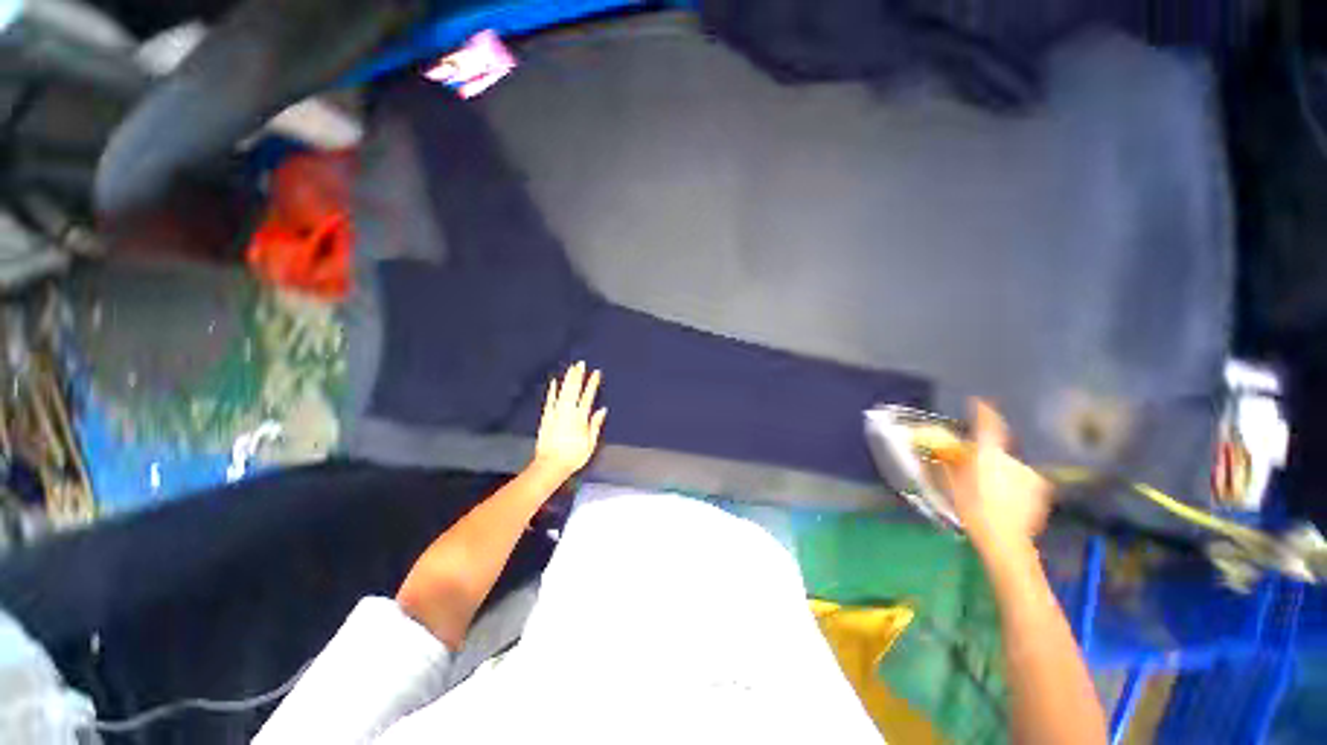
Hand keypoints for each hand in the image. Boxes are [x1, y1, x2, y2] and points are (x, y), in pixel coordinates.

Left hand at [531, 362, 606, 480]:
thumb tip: (602, 410)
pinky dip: (552, 391)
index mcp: (580, 418)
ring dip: (567, 379)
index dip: (592, 383)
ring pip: (562, 392)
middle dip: (578, 376)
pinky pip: (550, 401)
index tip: (596, 373)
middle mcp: (568, 412)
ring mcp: (555, 413)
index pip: (588, 396)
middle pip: (574, 390)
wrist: (550, 465)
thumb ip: (595, 425)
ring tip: (571, 368)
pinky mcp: (546, 417)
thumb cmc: (573, 457)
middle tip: (581, 363)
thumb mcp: (590, 443)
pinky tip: (554, 382)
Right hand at [942, 399, 1050, 553]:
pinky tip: (1005, 500)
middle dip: (986, 456)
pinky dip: (1012, 485)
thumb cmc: (972, 508)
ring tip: (990, 491)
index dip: (983, 412)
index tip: (980, 402)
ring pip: (1009, 467)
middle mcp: (1012, 458)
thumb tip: (940, 448)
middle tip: (975, 470)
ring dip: (999, 472)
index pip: (988, 426)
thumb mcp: (950, 483)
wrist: (1005, 540)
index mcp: (988, 454)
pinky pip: (1021, 480)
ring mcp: (1030, 474)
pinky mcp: (1041, 489)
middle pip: (996, 450)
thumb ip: (947, 462)